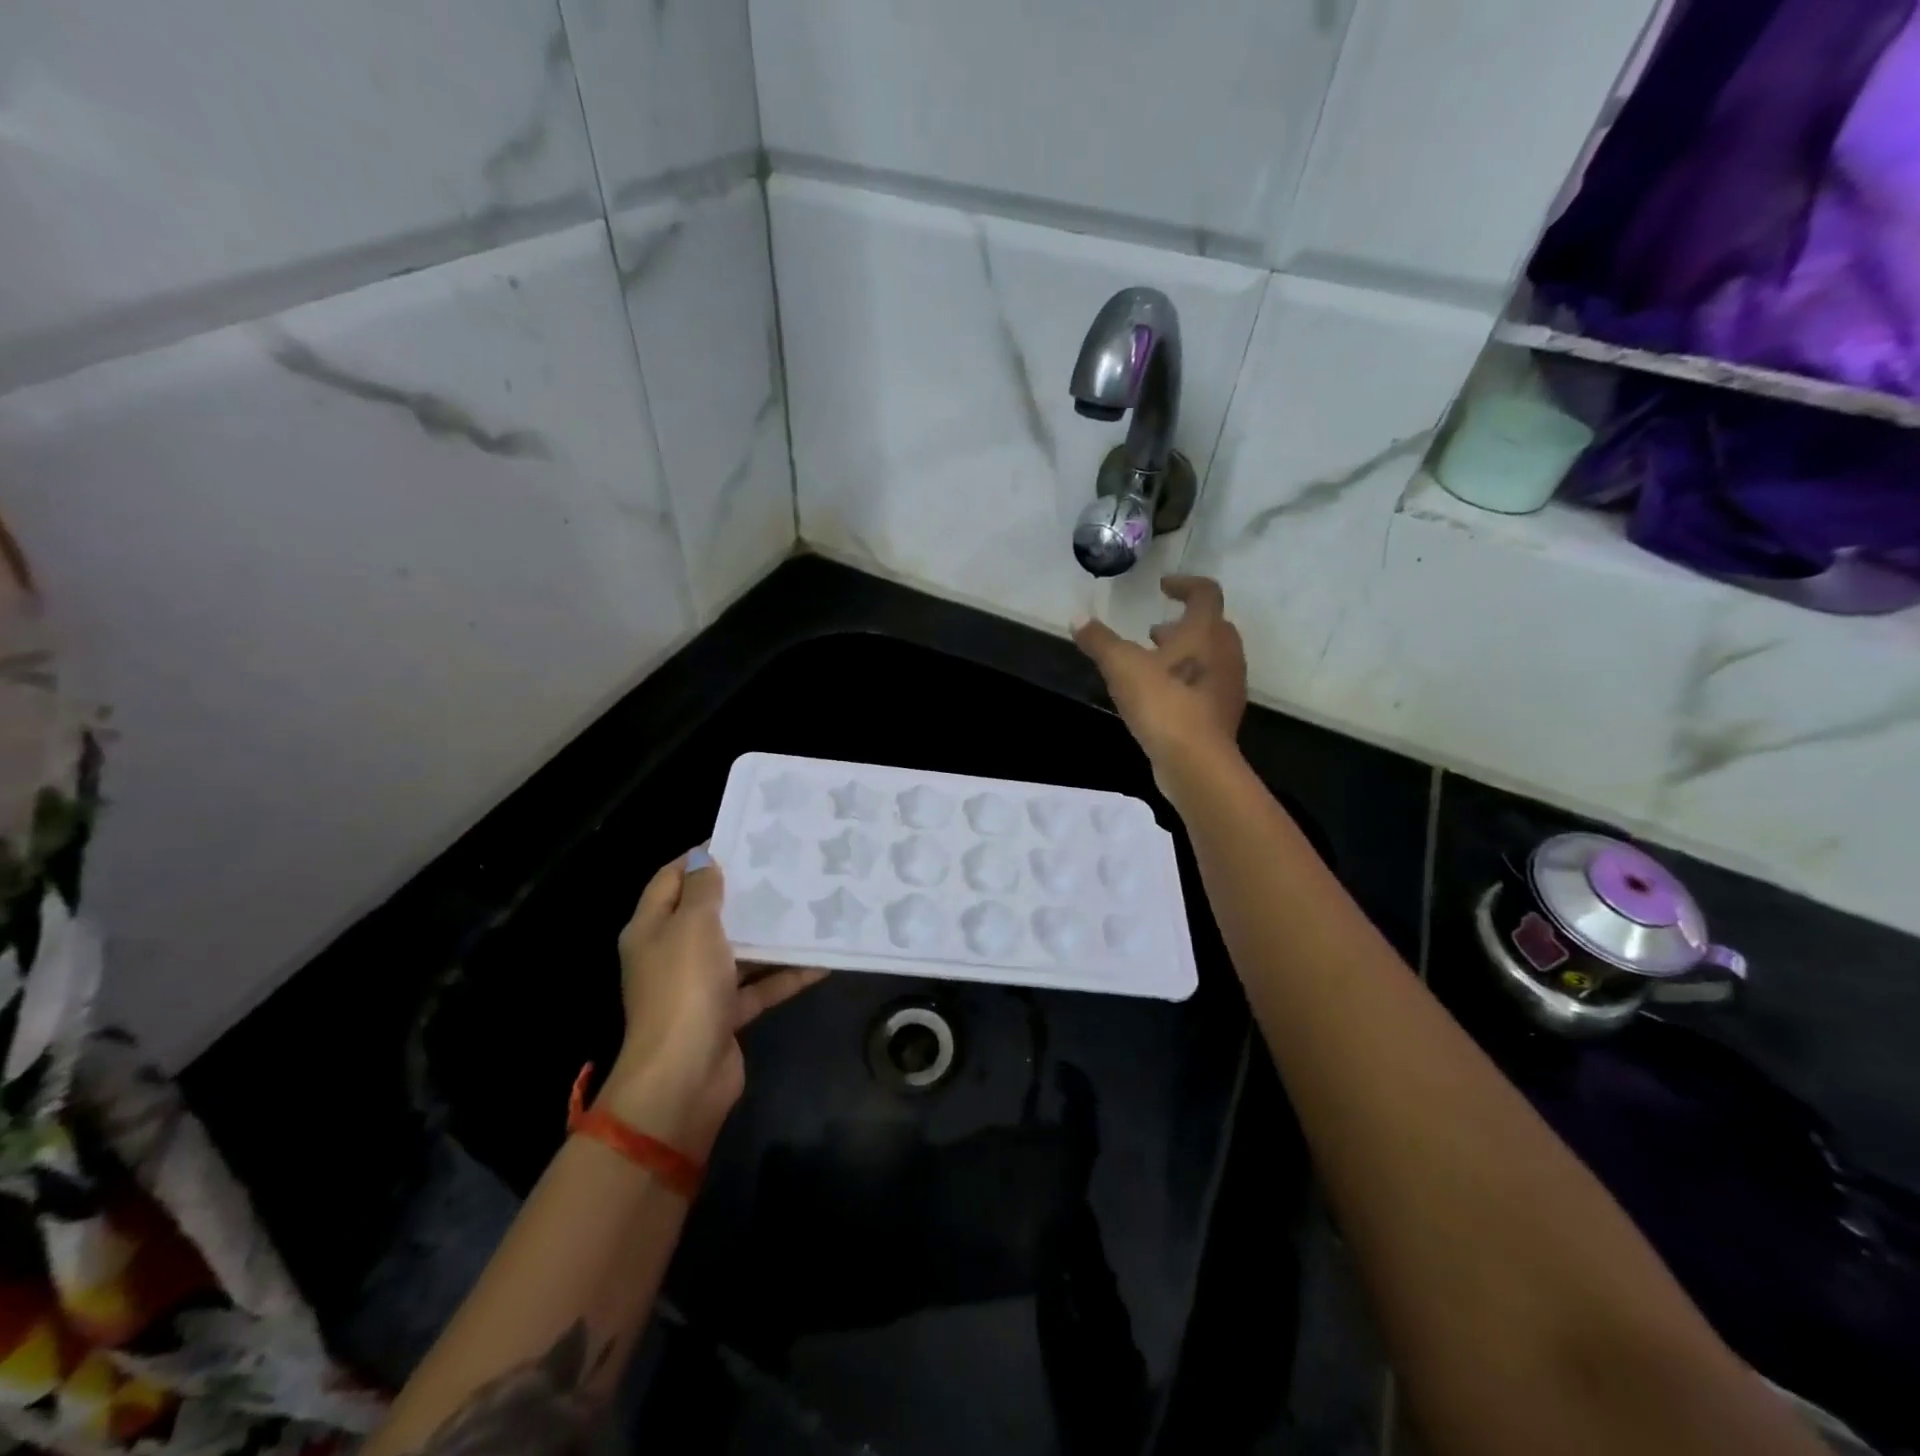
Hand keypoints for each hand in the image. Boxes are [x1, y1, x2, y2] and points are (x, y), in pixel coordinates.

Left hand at [601, 850, 825, 1156]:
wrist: (683, 1077)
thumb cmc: (684, 988)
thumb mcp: (693, 925)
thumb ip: (704, 889)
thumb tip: (706, 858)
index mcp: (651, 928)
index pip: (671, 878)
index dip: (701, 857)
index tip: (743, 839)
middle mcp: (672, 954)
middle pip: (707, 913)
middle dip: (742, 893)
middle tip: (783, 868)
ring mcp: (698, 986)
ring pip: (738, 949)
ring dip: (769, 934)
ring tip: (807, 905)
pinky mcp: (725, 1014)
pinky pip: (759, 986)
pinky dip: (785, 974)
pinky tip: (821, 960)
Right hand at [1074, 575, 1246, 771]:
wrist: (1196, 761)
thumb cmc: (1162, 702)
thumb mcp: (1121, 666)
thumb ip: (1099, 640)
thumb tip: (1077, 618)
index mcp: (1206, 631)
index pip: (1205, 592)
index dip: (1184, 584)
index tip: (1162, 587)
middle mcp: (1225, 653)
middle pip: (1212, 626)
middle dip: (1183, 624)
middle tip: (1155, 630)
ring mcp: (1229, 686)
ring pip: (1211, 657)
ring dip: (1185, 653)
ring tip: (1153, 663)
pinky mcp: (1223, 715)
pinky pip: (1207, 685)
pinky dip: (1187, 680)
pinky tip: (1161, 697)